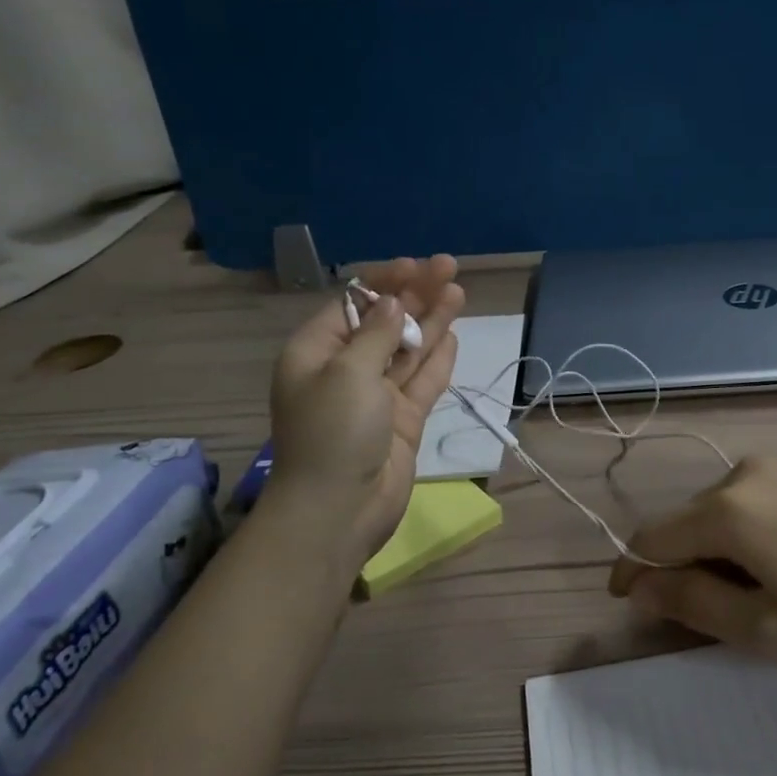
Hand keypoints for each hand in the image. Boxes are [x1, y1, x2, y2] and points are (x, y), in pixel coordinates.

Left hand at [265, 256, 464, 570]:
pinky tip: (453, 336)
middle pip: (385, 323)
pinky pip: (422, 381)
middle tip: (449, 269)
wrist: (339, 509)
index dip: (384, 283)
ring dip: (432, 321)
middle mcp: (346, 370)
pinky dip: (437, 359)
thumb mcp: (348, 372)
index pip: (353, 305)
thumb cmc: (334, 432)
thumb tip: (393, 303)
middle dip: (416, 296)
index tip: (415, 266)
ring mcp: (376, 397)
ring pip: (408, 350)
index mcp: (317, 354)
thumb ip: (377, 334)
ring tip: (459, 292)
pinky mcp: (402, 420)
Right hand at [608, 456, 776, 676]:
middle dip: (684, 563)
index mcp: (728, 508)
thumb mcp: (763, 627)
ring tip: (758, 593)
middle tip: (710, 614)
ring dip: (721, 548)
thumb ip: (690, 602)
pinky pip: (759, 498)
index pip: (655, 536)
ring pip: (726, 508)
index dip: (634, 569)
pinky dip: (752, 530)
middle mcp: (747, 471)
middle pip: (690, 520)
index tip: (625, 600)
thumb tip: (639, 585)